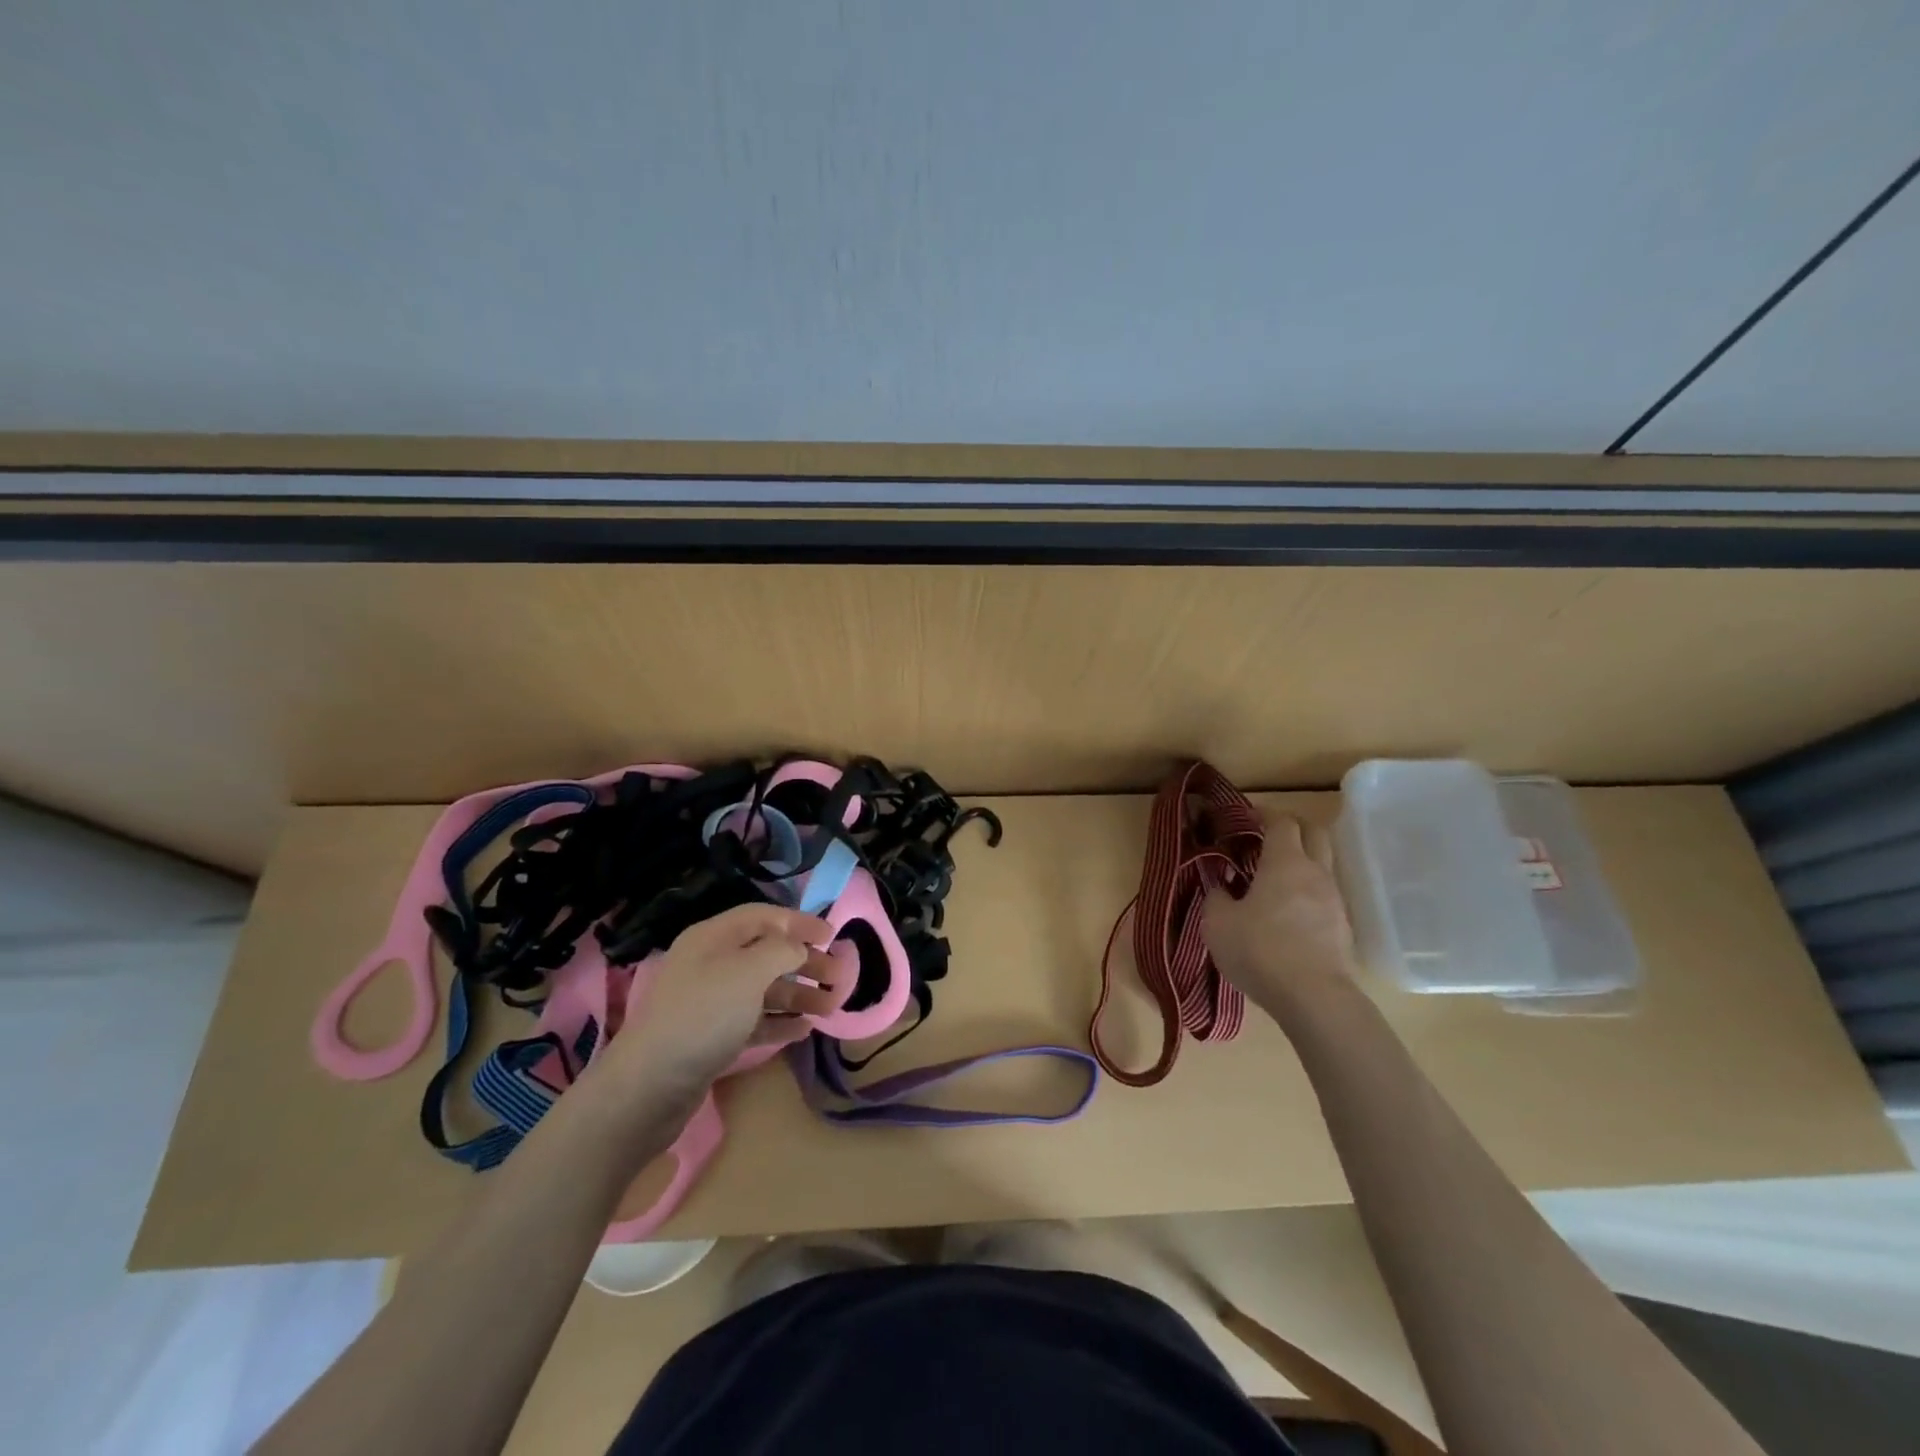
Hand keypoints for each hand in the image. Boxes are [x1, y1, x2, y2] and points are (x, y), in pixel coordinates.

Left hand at [593, 903, 839, 1098]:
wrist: (649, 1086)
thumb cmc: (704, 1015)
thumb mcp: (748, 971)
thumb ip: (781, 950)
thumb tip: (798, 947)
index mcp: (714, 937)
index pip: (764, 916)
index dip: (800, 922)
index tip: (834, 934)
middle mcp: (711, 963)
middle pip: (767, 953)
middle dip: (805, 962)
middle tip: (840, 976)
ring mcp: (710, 1002)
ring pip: (764, 989)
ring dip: (799, 995)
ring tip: (831, 1007)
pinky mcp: (712, 1037)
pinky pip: (754, 1020)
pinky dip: (780, 1022)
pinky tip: (805, 1030)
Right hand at [1203, 813, 1355, 1011]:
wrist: (1314, 999)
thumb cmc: (1260, 950)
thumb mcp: (1218, 923)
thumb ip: (1216, 896)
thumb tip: (1219, 885)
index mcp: (1284, 862)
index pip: (1281, 821)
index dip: (1264, 814)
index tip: (1246, 817)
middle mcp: (1315, 873)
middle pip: (1314, 832)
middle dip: (1292, 827)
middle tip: (1267, 837)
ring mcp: (1334, 900)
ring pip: (1322, 865)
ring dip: (1301, 862)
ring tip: (1273, 879)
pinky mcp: (1342, 928)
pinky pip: (1324, 895)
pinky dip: (1307, 892)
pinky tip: (1288, 912)